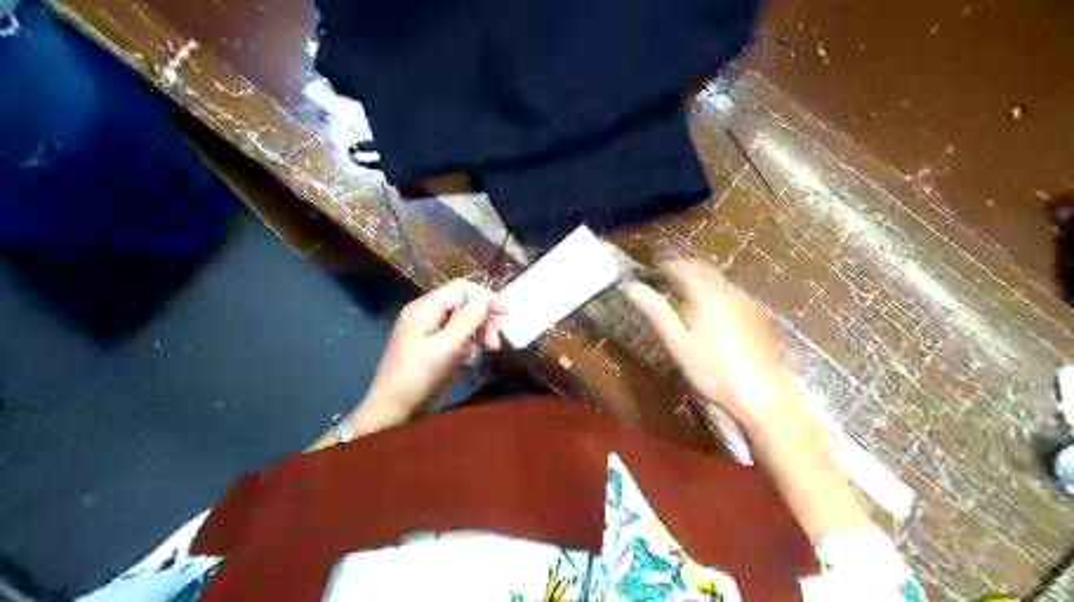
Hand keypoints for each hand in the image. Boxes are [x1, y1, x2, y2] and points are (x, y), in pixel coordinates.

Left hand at [356, 281, 498, 426]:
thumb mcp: (446, 347)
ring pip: (460, 319)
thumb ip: (467, 320)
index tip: (505, 315)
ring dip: (479, 330)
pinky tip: (475, 353)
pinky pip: (454, 333)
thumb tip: (485, 299)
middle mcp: (424, 314)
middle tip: (494, 342)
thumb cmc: (418, 377)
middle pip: (462, 302)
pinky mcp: (430, 346)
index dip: (485, 297)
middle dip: (483, 317)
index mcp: (424, 309)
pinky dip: (469, 340)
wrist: (392, 411)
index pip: (460, 288)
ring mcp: (426, 330)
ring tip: (489, 349)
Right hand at [626, 260, 791, 431]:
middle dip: (682, 271)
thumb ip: (656, 313)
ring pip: (719, 282)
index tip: (649, 273)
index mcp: (707, 295)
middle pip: (703, 270)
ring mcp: (747, 303)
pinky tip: (712, 313)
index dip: (663, 268)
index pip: (682, 269)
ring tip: (684, 296)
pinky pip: (732, 295)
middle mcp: (729, 292)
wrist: (760, 394)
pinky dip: (716, 294)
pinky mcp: (759, 317)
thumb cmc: (712, 371)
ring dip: (699, 282)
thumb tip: (633, 288)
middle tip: (664, 281)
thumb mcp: (677, 344)